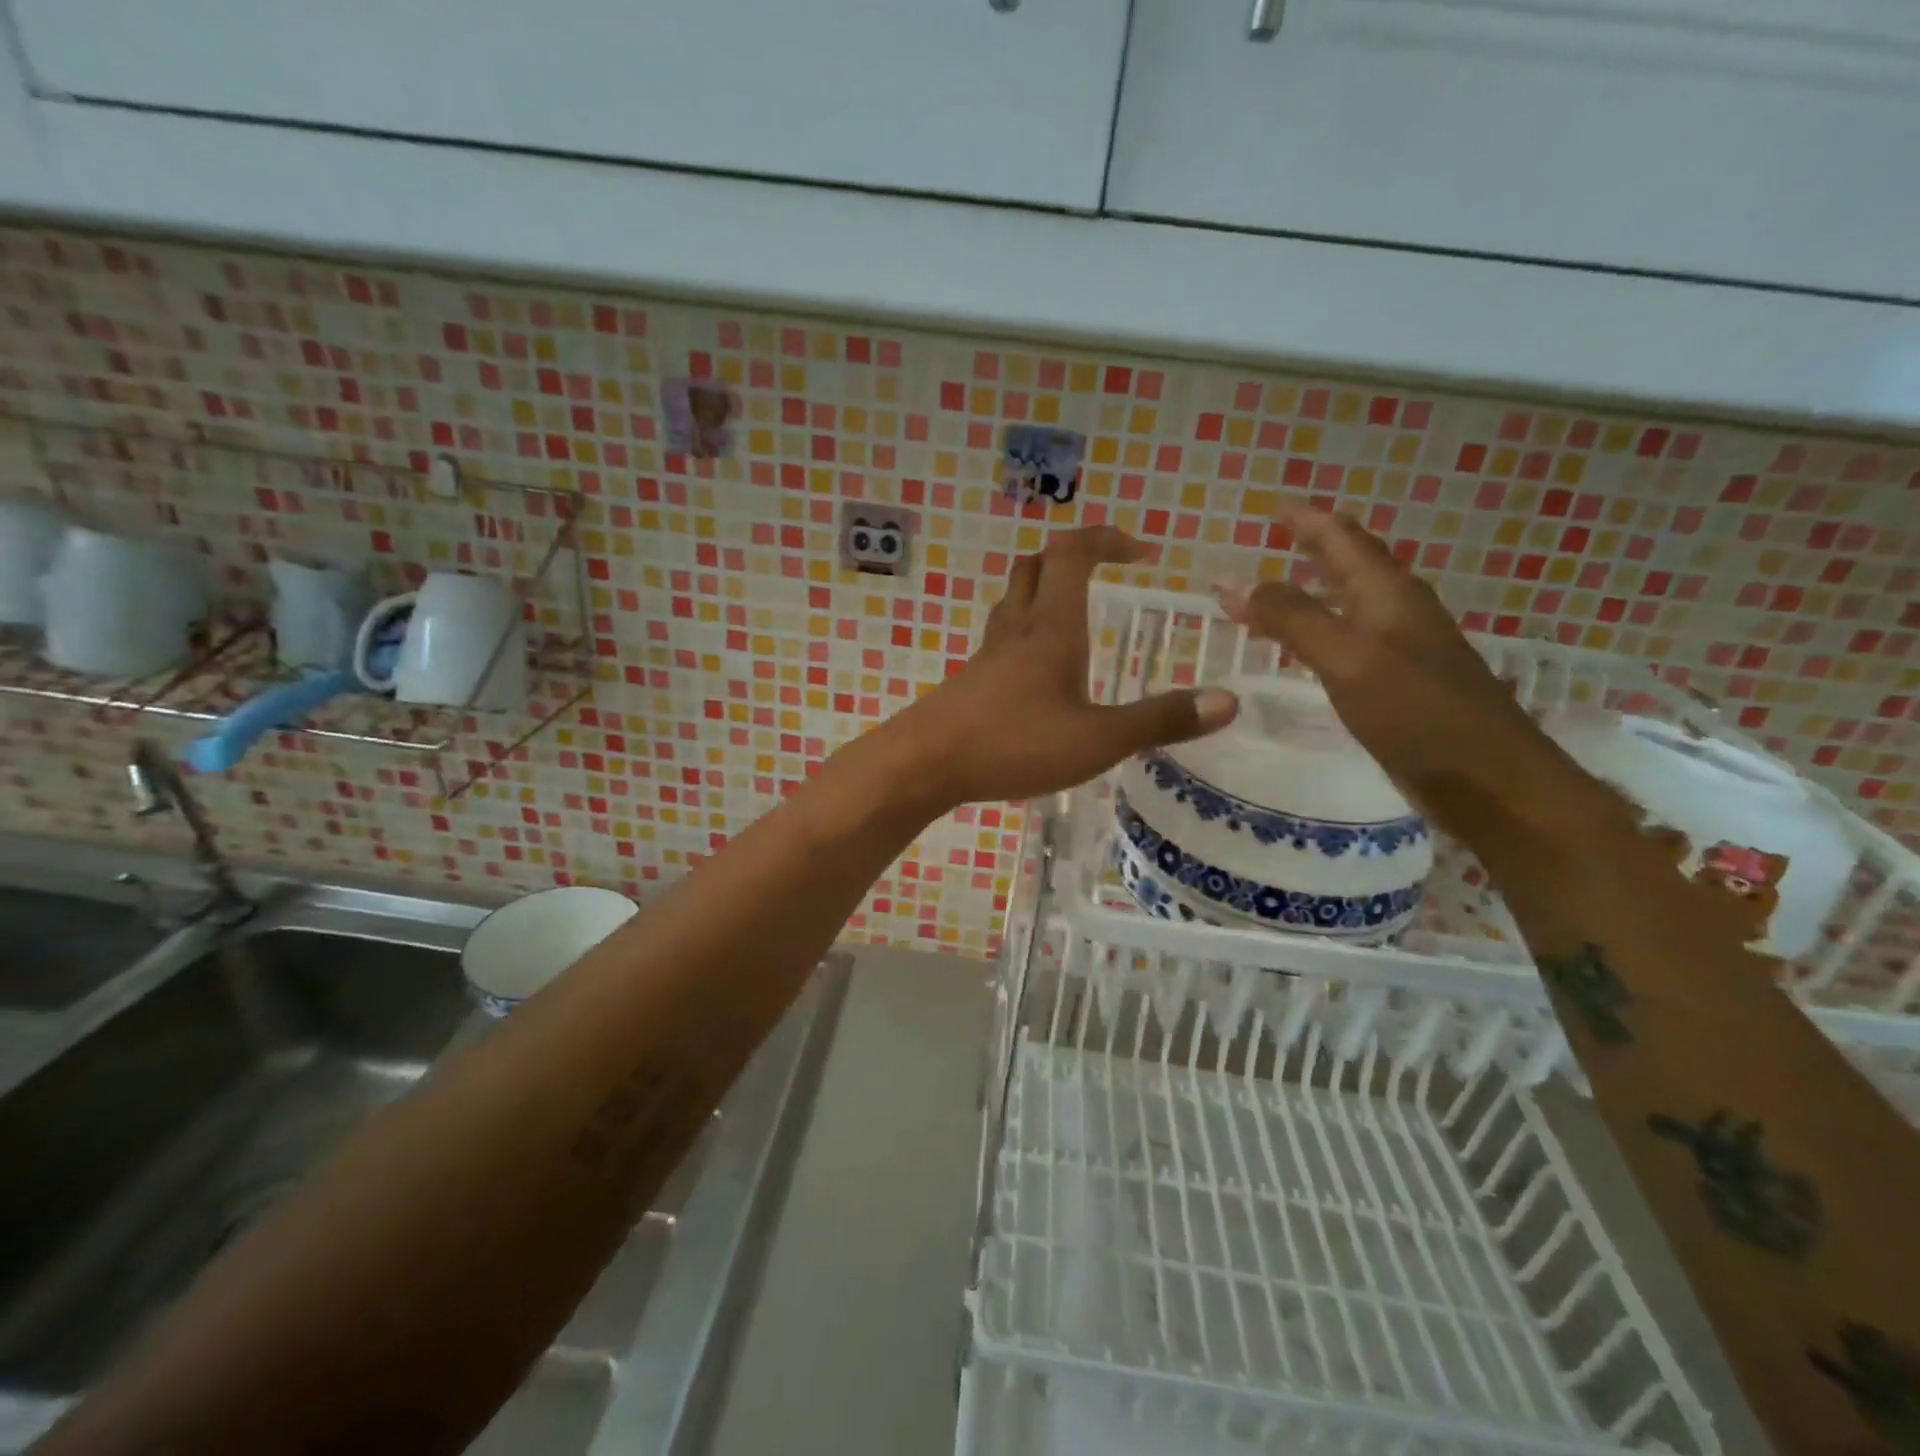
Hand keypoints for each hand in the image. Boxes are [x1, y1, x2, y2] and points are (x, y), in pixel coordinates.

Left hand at [902, 526, 1237, 807]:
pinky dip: (1028, 631)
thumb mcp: (1098, 738)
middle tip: (1108, 572)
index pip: (1075, 552)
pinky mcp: (972, 679)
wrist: (925, 763)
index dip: (1108, 538)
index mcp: (1052, 626)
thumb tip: (1228, 701)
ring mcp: (988, 652)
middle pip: (1038, 564)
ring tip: (1078, 615)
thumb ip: (1160, 720)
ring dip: (1046, 590)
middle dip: (1074, 556)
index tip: (1143, 552)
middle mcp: (1018, 627)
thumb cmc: (1013, 743)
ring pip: (1015, 598)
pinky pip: (1003, 636)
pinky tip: (1041, 670)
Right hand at [1217, 503, 1598, 835]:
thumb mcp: (1347, 657)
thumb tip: (1237, 583)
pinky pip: (1347, 644)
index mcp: (1388, 593)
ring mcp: (1401, 650)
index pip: (1342, 539)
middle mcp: (1397, 612)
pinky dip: (1317, 634)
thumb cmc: (1418, 711)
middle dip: (1310, 549)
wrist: (1487, 779)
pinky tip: (1304, 650)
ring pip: (1347, 605)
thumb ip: (1293, 618)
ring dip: (1311, 593)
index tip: (1274, 505)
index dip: (1307, 520)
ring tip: (1275, 590)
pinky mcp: (1397, 686)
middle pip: (1349, 566)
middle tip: (1273, 539)